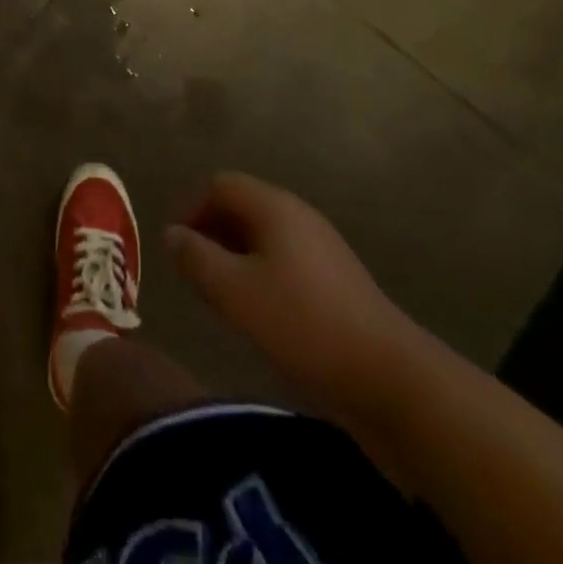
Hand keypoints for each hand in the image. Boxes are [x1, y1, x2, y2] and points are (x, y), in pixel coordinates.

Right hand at [166, 173, 428, 431]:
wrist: (391, 378)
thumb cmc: (304, 324)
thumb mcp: (235, 292)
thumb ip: (196, 258)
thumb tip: (171, 234)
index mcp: (275, 207)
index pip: (219, 185)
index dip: (191, 208)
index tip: (176, 248)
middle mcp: (298, 216)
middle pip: (242, 206)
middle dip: (210, 232)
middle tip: (193, 272)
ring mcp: (321, 248)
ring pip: (262, 236)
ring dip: (233, 256)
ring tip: (219, 294)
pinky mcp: (335, 281)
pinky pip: (283, 260)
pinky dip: (259, 274)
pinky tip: (257, 312)